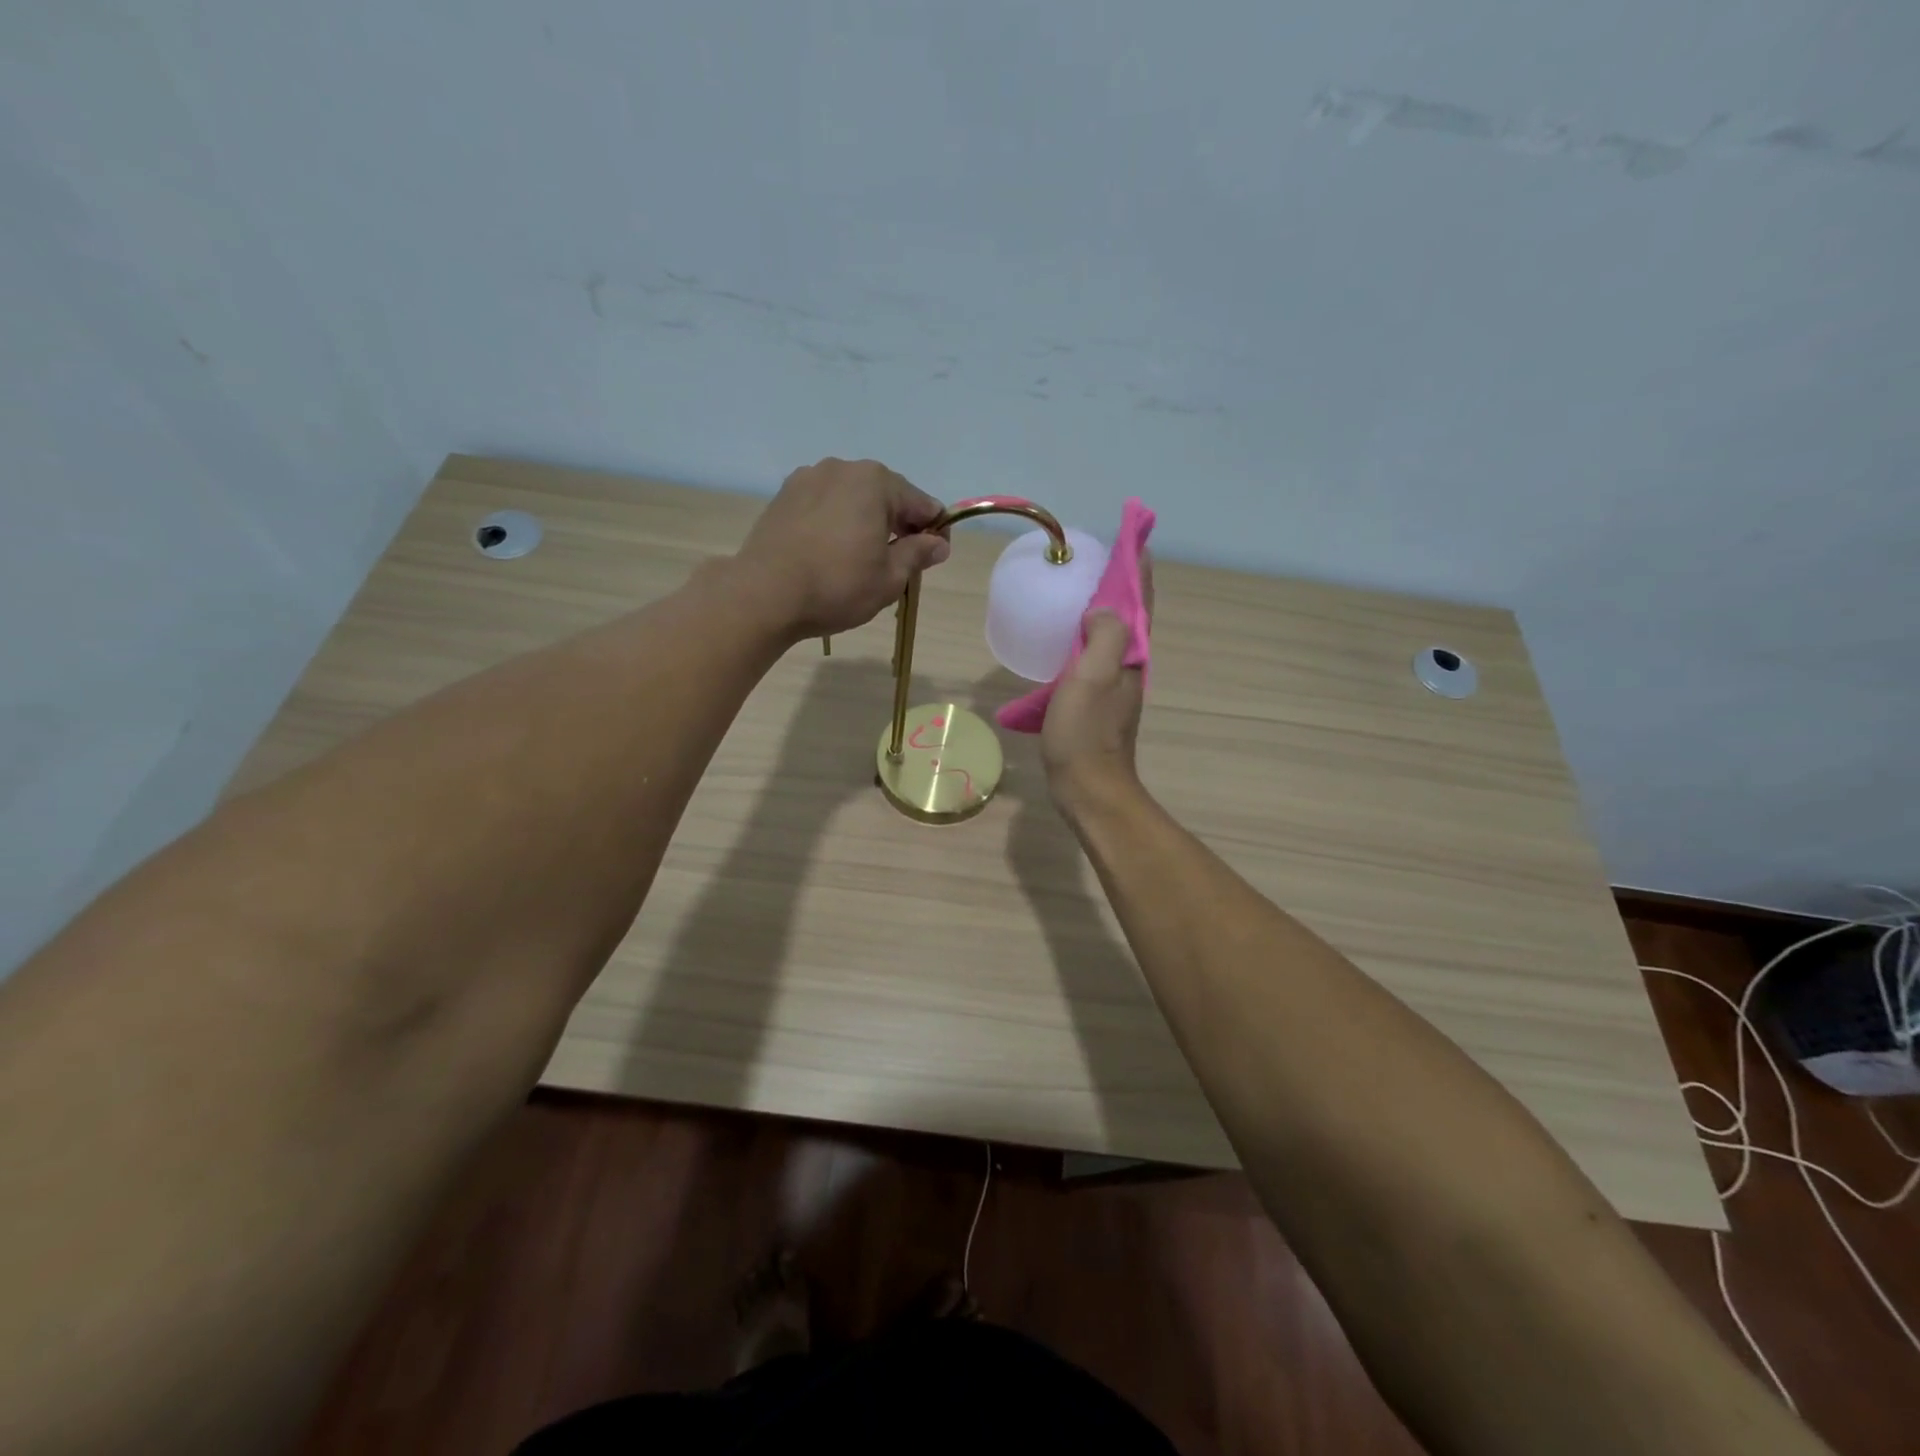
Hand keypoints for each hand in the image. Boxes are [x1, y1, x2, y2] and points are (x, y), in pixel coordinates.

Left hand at [733, 458, 951, 638]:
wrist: (764, 594)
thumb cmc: (837, 586)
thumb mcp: (889, 578)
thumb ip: (918, 554)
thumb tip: (937, 543)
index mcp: (876, 482)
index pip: (922, 504)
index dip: (934, 532)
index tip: (935, 558)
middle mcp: (843, 468)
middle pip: (886, 495)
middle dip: (900, 524)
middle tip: (901, 562)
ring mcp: (808, 478)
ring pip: (853, 498)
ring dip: (866, 522)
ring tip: (863, 559)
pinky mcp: (784, 496)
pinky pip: (825, 505)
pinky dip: (837, 523)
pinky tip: (832, 552)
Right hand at [1040, 559, 1152, 807]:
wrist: (1088, 788)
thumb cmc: (1086, 732)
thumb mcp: (1093, 676)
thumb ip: (1105, 636)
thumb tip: (1102, 610)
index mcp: (1131, 657)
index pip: (1140, 602)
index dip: (1138, 569)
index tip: (1135, 535)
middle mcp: (1130, 668)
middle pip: (1129, 618)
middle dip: (1122, 585)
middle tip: (1099, 558)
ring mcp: (1115, 688)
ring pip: (1111, 639)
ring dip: (1102, 612)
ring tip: (1079, 592)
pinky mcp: (1097, 704)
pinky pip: (1093, 659)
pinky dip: (1084, 641)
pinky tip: (1064, 643)